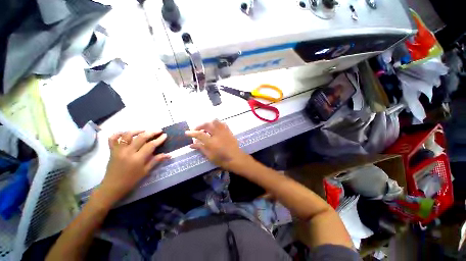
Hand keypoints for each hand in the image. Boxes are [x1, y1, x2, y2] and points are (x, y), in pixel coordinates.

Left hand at [98, 130, 170, 205]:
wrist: (113, 186)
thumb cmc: (131, 180)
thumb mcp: (146, 171)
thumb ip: (156, 160)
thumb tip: (169, 155)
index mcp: (137, 159)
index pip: (150, 145)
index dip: (159, 139)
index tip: (165, 135)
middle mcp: (127, 152)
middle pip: (141, 137)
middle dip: (151, 132)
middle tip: (158, 130)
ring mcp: (118, 150)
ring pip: (127, 135)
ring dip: (137, 130)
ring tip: (144, 131)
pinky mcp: (112, 150)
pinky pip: (112, 138)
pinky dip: (118, 133)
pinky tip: (126, 133)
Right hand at [185, 120, 251, 171]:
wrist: (236, 158)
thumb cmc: (222, 160)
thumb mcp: (209, 156)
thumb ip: (201, 148)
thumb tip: (191, 145)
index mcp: (211, 142)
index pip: (199, 134)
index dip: (191, 133)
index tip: (186, 132)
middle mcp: (217, 134)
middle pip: (206, 125)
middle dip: (199, 126)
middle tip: (196, 130)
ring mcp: (224, 132)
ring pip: (215, 121)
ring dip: (209, 123)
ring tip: (206, 128)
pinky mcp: (229, 131)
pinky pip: (223, 124)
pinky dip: (217, 124)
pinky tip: (216, 128)